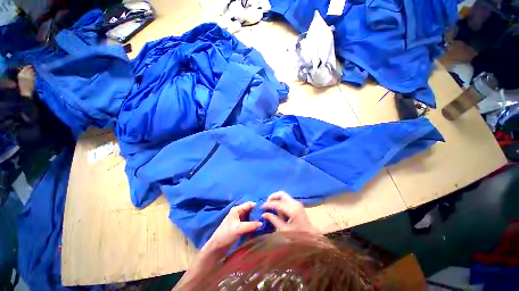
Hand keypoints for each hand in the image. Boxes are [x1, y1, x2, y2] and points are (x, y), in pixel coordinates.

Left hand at [203, 202, 261, 253]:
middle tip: (267, 217)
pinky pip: (249, 222)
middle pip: (250, 210)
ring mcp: (239, 219)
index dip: (257, 206)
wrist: (216, 248)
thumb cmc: (226, 235)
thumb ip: (250, 225)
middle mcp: (238, 212)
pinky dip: (254, 224)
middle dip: (258, 213)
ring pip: (250, 216)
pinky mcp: (240, 226)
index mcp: (237, 209)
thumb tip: (262, 223)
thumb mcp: (238, 229)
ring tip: (265, 222)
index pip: (249, 204)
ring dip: (256, 219)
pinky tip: (260, 227)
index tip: (266, 210)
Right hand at [261, 191, 320, 234]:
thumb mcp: (284, 230)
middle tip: (266, 204)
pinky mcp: (297, 204)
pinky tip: (278, 210)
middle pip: (281, 193)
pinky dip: (280, 202)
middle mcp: (294, 203)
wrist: (312, 237)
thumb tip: (264, 214)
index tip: (261, 207)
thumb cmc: (299, 236)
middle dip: (272, 197)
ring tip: (271, 208)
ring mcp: (296, 203)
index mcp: (292, 209)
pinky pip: (286, 199)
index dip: (268, 204)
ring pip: (283, 195)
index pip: (277, 203)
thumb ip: (274, 220)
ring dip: (276, 199)